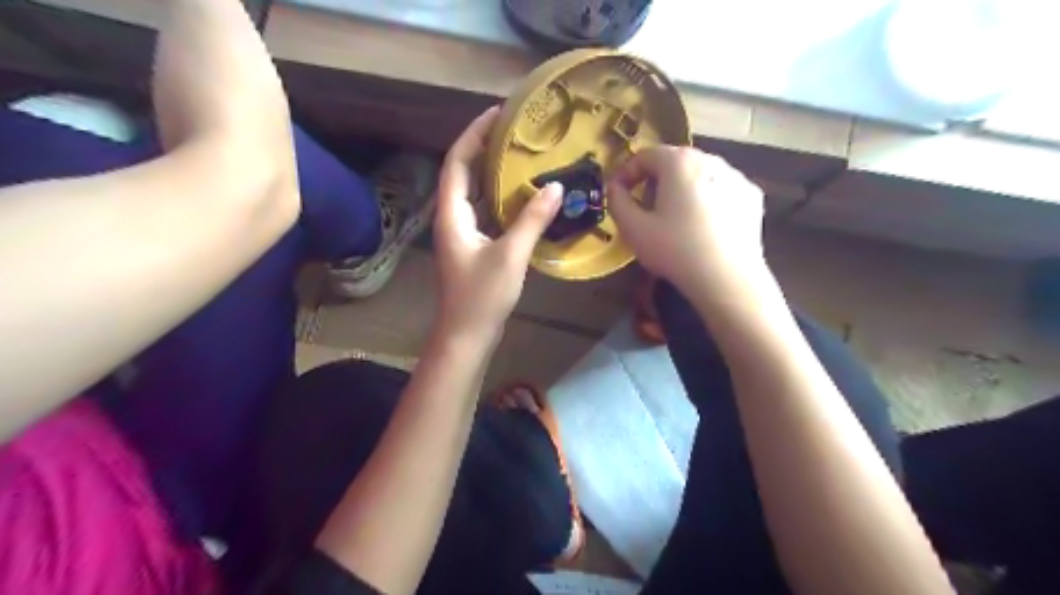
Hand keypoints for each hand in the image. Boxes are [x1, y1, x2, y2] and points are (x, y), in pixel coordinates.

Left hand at [432, 108, 563, 342]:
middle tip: (514, 131)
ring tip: (521, 156)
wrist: (467, 335)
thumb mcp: (510, 255)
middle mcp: (453, 219)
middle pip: (464, 173)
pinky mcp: (475, 247)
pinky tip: (524, 196)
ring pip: (476, 194)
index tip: (496, 114)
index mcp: (452, 215)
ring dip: (494, 174)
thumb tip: (555, 187)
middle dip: (484, 148)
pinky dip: (502, 199)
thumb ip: (532, 219)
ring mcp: (463, 234)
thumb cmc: (482, 296)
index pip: (457, 162)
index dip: (473, 135)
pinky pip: (487, 213)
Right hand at [609, 146, 766, 298]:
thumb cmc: (675, 250)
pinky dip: (708, 200)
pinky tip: (704, 227)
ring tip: (676, 220)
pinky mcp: (752, 197)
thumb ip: (617, 202)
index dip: (626, 173)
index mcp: (679, 162)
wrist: (727, 278)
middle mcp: (710, 159)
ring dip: (682, 190)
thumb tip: (615, 188)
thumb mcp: (634, 229)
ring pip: (699, 176)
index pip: (645, 155)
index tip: (619, 195)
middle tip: (646, 210)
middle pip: (674, 162)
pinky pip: (721, 190)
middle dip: (655, 181)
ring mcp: (736, 177)